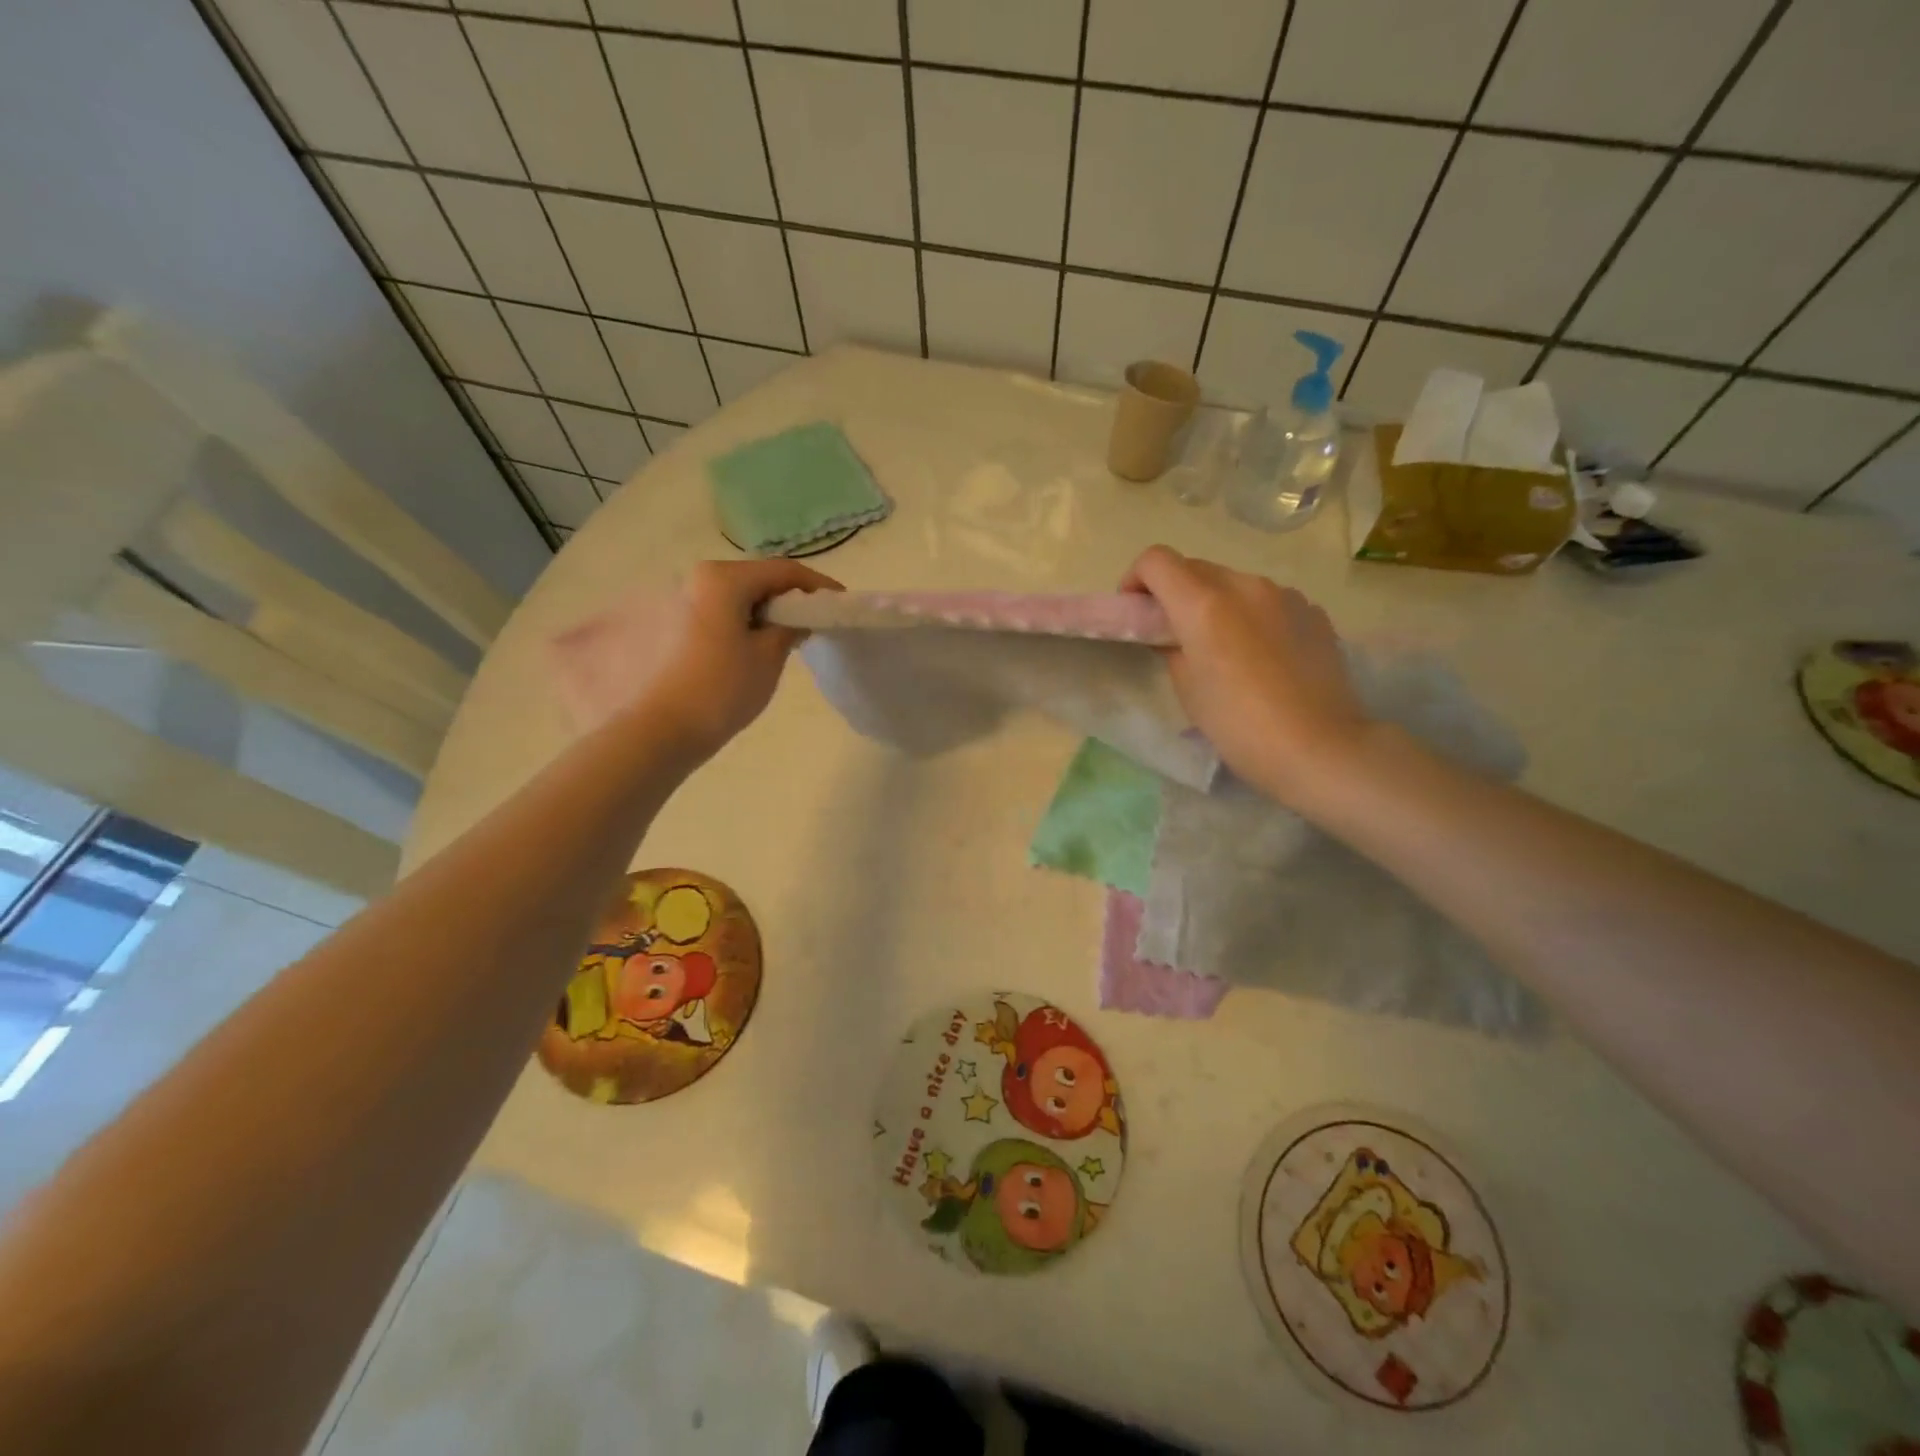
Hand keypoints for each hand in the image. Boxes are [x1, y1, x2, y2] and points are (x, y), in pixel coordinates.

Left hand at [639, 559, 841, 762]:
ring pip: (735, 595)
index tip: (840, 602)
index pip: (783, 571)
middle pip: (755, 579)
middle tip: (814, 620)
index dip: (817, 586)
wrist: (663, 730)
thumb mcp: (769, 657)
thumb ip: (790, 627)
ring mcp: (679, 599)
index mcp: (723, 579)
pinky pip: (717, 611)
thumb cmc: (722, 690)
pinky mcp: (669, 622)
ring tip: (785, 635)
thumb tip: (797, 616)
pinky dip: (741, 620)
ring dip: (763, 610)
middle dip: (787, 597)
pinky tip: (753, 645)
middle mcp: (696, 577)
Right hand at [1120, 546, 1369, 805]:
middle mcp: (1245, 585)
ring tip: (1222, 648)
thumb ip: (1171, 648)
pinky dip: (1252, 616)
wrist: (1319, 748)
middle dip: (1175, 593)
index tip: (1137, 611)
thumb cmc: (1239, 726)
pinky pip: (1269, 601)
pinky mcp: (1313, 612)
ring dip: (1216, 603)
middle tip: (1173, 634)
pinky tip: (1262, 657)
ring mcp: (1285, 595)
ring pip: (1234, 583)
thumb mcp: (1188, 690)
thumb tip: (1173, 635)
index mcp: (1204, 604)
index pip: (1156, 560)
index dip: (1136, 579)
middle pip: (1195, 567)